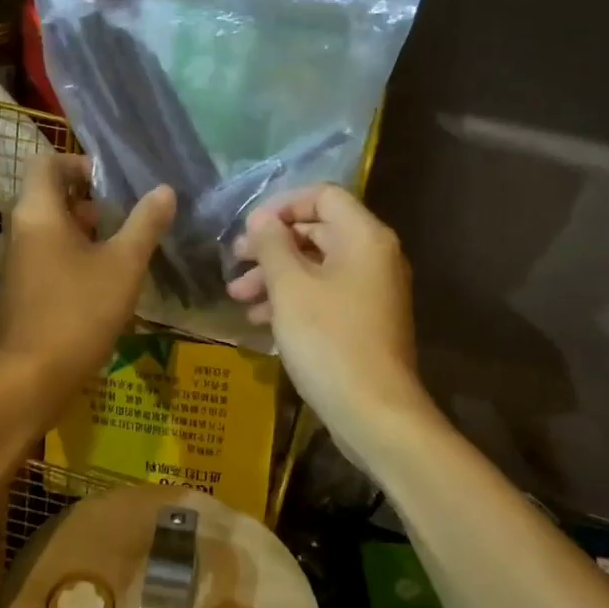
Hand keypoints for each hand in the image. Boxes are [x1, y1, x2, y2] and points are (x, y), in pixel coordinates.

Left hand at [0, 154, 175, 397]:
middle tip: (123, 219)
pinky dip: (67, 257)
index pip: (47, 163)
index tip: (111, 184)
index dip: (79, 164)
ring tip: (117, 250)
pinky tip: (97, 283)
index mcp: (35, 212)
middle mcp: (15, 231)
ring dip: (79, 232)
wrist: (31, 377)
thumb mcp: (124, 264)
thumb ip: (145, 223)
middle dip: (87, 202)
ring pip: (46, 230)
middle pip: (47, 197)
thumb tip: (164, 190)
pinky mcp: (15, 292)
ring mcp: (11, 264)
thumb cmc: (79, 311)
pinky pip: (41, 258)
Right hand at [227, 185, 430, 440]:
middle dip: (272, 246)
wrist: (374, 412)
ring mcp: (372, 291)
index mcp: (364, 237)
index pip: (323, 195)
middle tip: (234, 261)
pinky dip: (294, 300)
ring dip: (275, 276)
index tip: (249, 228)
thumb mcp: (290, 287)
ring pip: (317, 267)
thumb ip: (272, 245)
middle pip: (318, 232)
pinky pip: (325, 296)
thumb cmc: (328, 339)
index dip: (282, 205)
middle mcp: (374, 256)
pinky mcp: (364, 322)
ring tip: (237, 297)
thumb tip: (261, 219)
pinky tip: (260, 321)